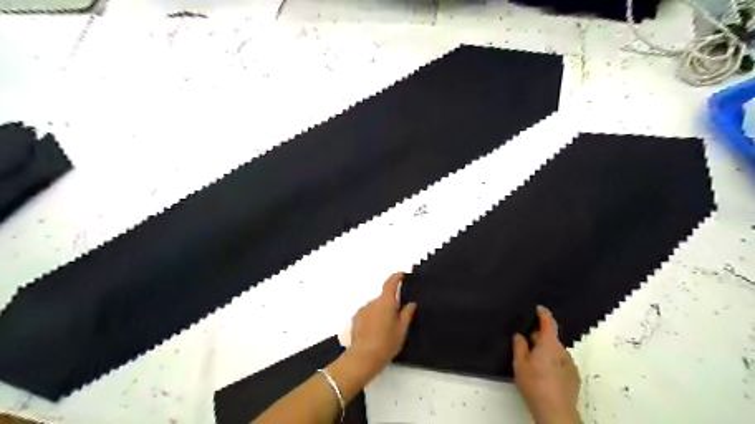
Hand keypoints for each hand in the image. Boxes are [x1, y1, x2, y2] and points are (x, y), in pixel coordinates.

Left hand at [348, 273, 418, 375]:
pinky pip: (368, 313)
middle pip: (384, 297)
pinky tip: (376, 332)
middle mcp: (373, 302)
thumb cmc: (386, 343)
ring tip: (386, 329)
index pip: (390, 283)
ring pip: (375, 306)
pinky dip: (373, 318)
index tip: (402, 275)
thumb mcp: (401, 329)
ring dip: (381, 312)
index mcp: (385, 302)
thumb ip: (406, 314)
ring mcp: (363, 310)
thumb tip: (411, 303)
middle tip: (397, 318)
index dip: (396, 277)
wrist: (363, 357)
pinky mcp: (356, 319)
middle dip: (391, 304)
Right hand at [517, 305, 578, 423]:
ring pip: (556, 351)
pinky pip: (561, 362)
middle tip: (526, 345)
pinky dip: (553, 362)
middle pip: (550, 338)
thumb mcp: (520, 364)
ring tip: (535, 363)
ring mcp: (570, 364)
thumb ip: (519, 346)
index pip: (548, 323)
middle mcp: (562, 351)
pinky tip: (545, 375)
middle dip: (539, 338)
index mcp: (549, 344)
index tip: (539, 308)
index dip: (543, 314)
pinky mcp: (574, 377)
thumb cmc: (534, 385)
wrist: (556, 412)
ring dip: (546, 351)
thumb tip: (521, 335)